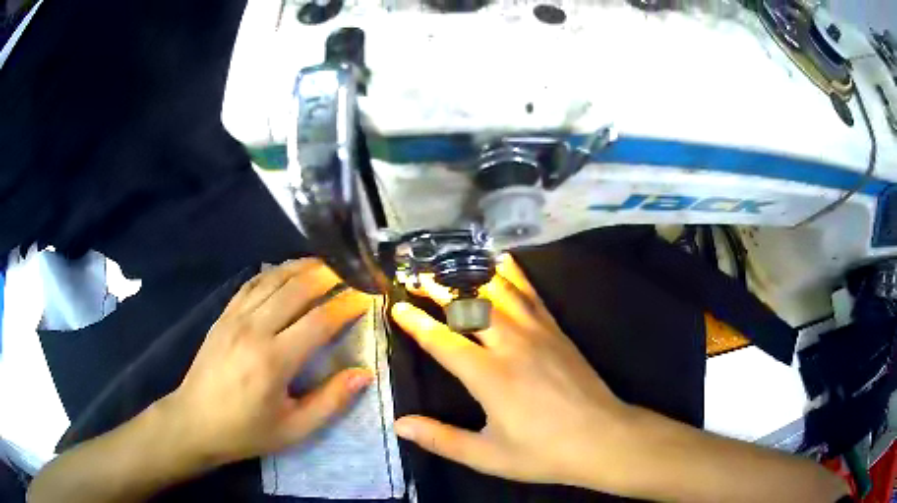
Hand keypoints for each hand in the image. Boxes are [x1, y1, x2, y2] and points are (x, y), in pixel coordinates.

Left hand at [161, 259, 373, 466]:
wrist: (194, 422)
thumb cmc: (246, 431)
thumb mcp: (294, 429)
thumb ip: (331, 401)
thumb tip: (363, 374)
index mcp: (274, 360)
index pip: (319, 321)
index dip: (346, 305)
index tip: (367, 297)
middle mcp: (254, 329)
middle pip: (297, 289)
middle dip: (329, 275)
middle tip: (352, 271)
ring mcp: (235, 318)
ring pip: (273, 279)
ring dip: (302, 267)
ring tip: (326, 263)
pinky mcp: (223, 316)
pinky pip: (251, 284)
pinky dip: (273, 273)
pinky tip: (286, 272)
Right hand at [391, 256, 635, 490]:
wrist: (603, 438)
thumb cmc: (543, 452)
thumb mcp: (487, 456)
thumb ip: (441, 439)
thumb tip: (399, 424)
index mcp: (490, 376)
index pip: (444, 341)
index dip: (417, 322)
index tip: (398, 305)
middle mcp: (512, 345)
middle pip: (470, 307)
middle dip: (441, 288)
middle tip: (420, 275)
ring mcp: (538, 333)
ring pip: (500, 293)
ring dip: (473, 276)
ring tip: (452, 262)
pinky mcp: (557, 331)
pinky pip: (532, 294)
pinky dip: (514, 275)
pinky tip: (504, 262)